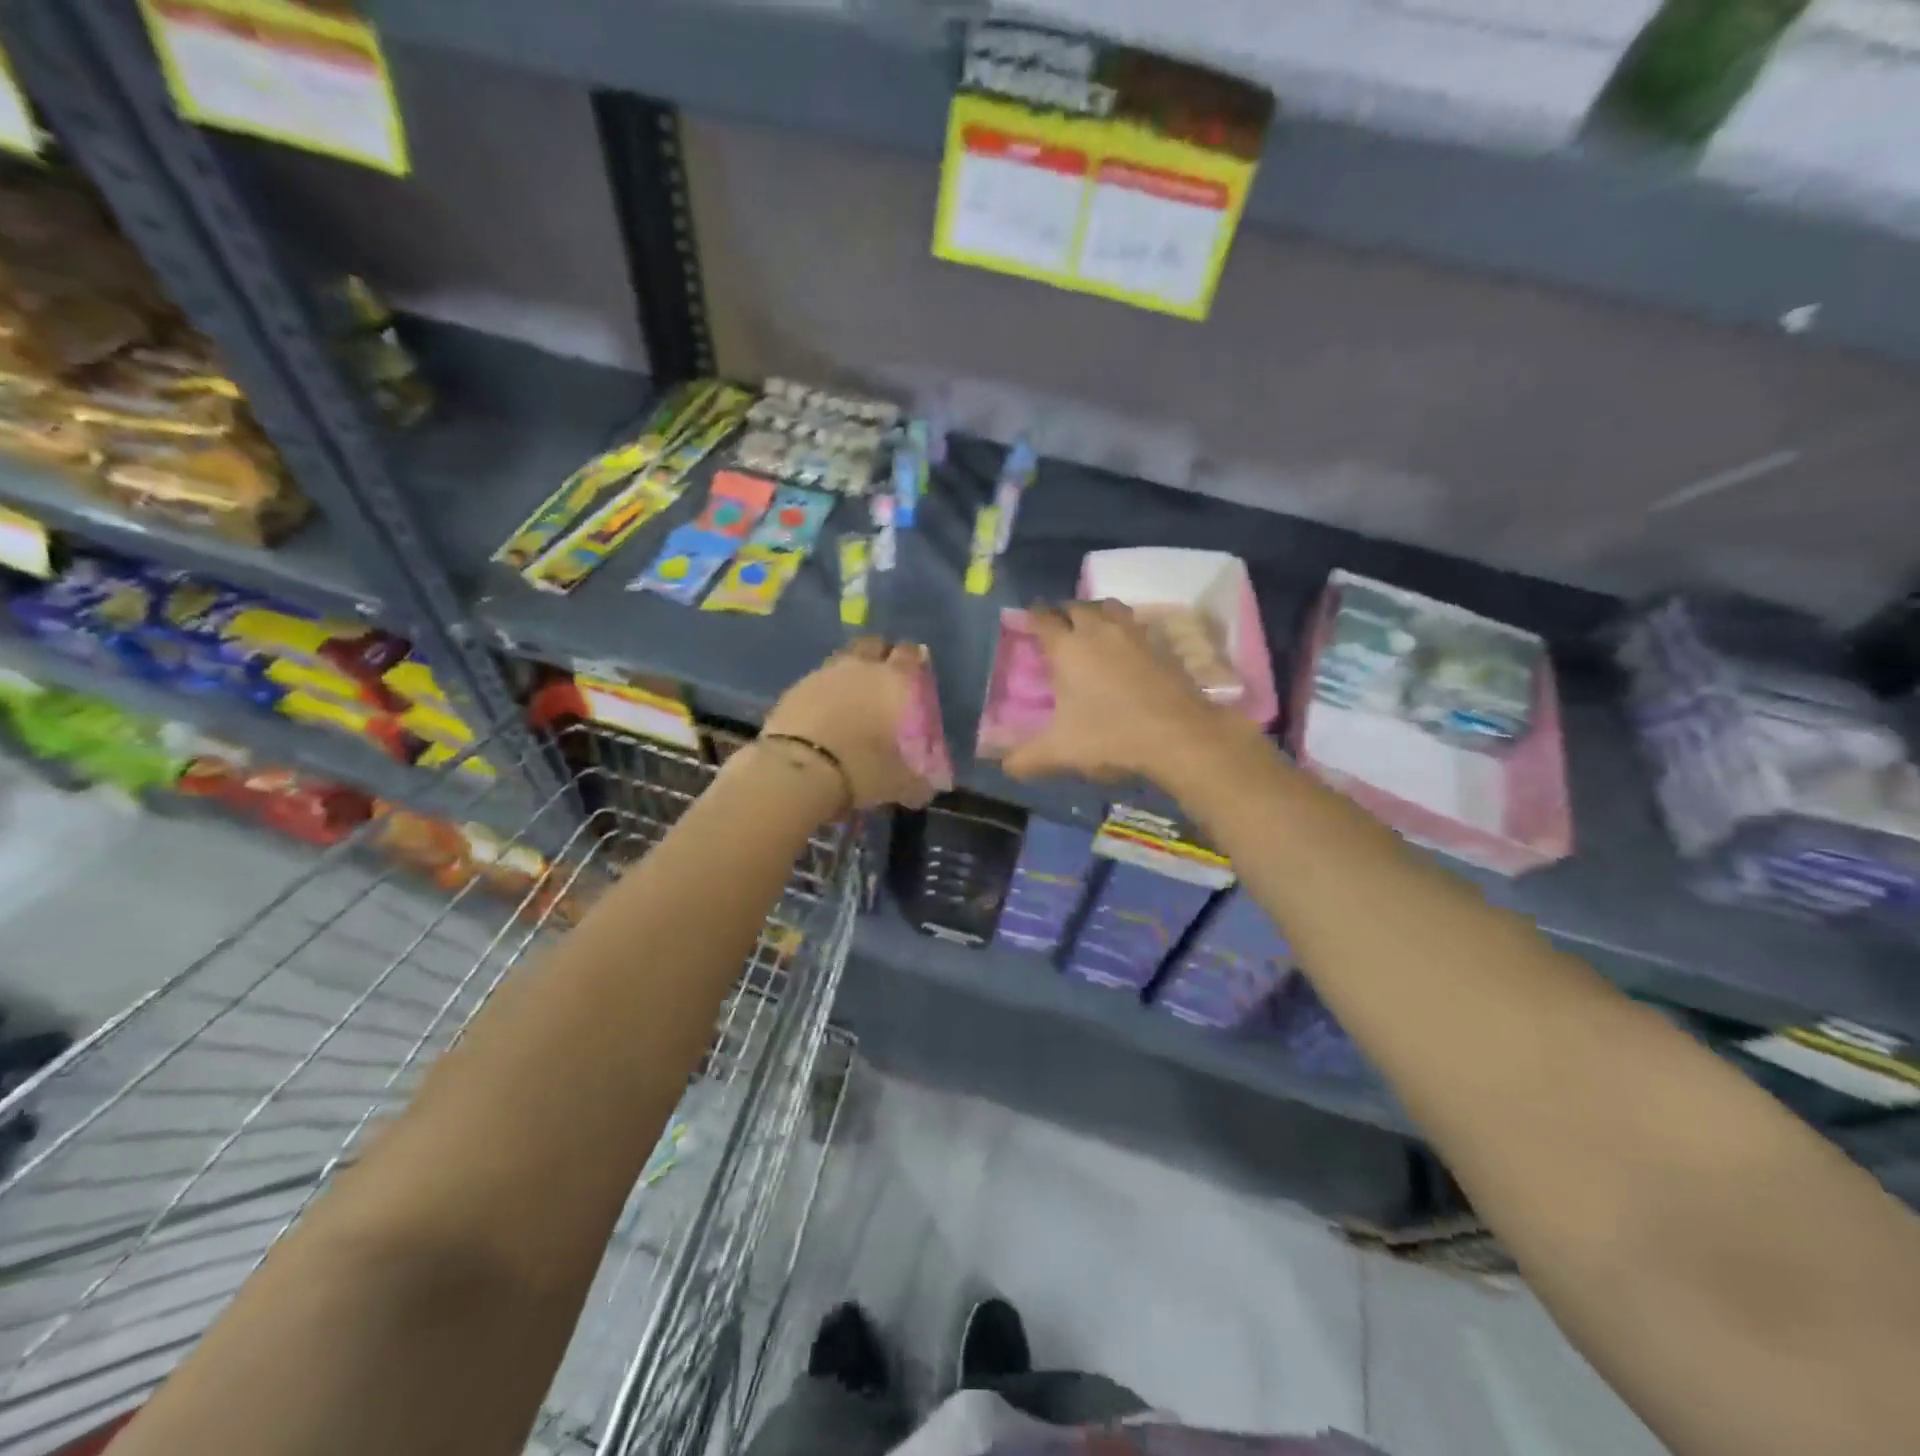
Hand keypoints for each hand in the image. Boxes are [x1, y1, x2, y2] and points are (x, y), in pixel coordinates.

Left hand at [762, 638, 937, 809]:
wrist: (798, 770)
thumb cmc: (861, 768)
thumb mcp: (900, 783)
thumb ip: (919, 780)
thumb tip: (930, 786)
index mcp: (894, 680)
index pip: (910, 654)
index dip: (915, 660)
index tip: (917, 674)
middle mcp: (861, 666)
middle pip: (874, 644)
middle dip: (881, 655)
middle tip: (884, 678)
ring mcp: (824, 673)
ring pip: (844, 657)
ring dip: (851, 669)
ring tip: (853, 694)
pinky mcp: (795, 687)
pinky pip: (818, 678)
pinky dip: (825, 689)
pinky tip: (826, 710)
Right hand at [1002, 601, 1236, 783]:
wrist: (1179, 736)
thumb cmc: (1110, 737)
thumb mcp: (1059, 753)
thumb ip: (1025, 758)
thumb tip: (1004, 766)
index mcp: (1067, 648)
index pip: (1043, 619)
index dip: (1031, 617)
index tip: (1025, 620)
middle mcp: (1098, 630)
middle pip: (1076, 607)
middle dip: (1062, 613)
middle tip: (1056, 628)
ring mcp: (1134, 634)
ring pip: (1109, 608)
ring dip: (1095, 613)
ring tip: (1091, 629)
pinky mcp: (1162, 645)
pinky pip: (1136, 624)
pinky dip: (1125, 629)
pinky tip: (1125, 648)